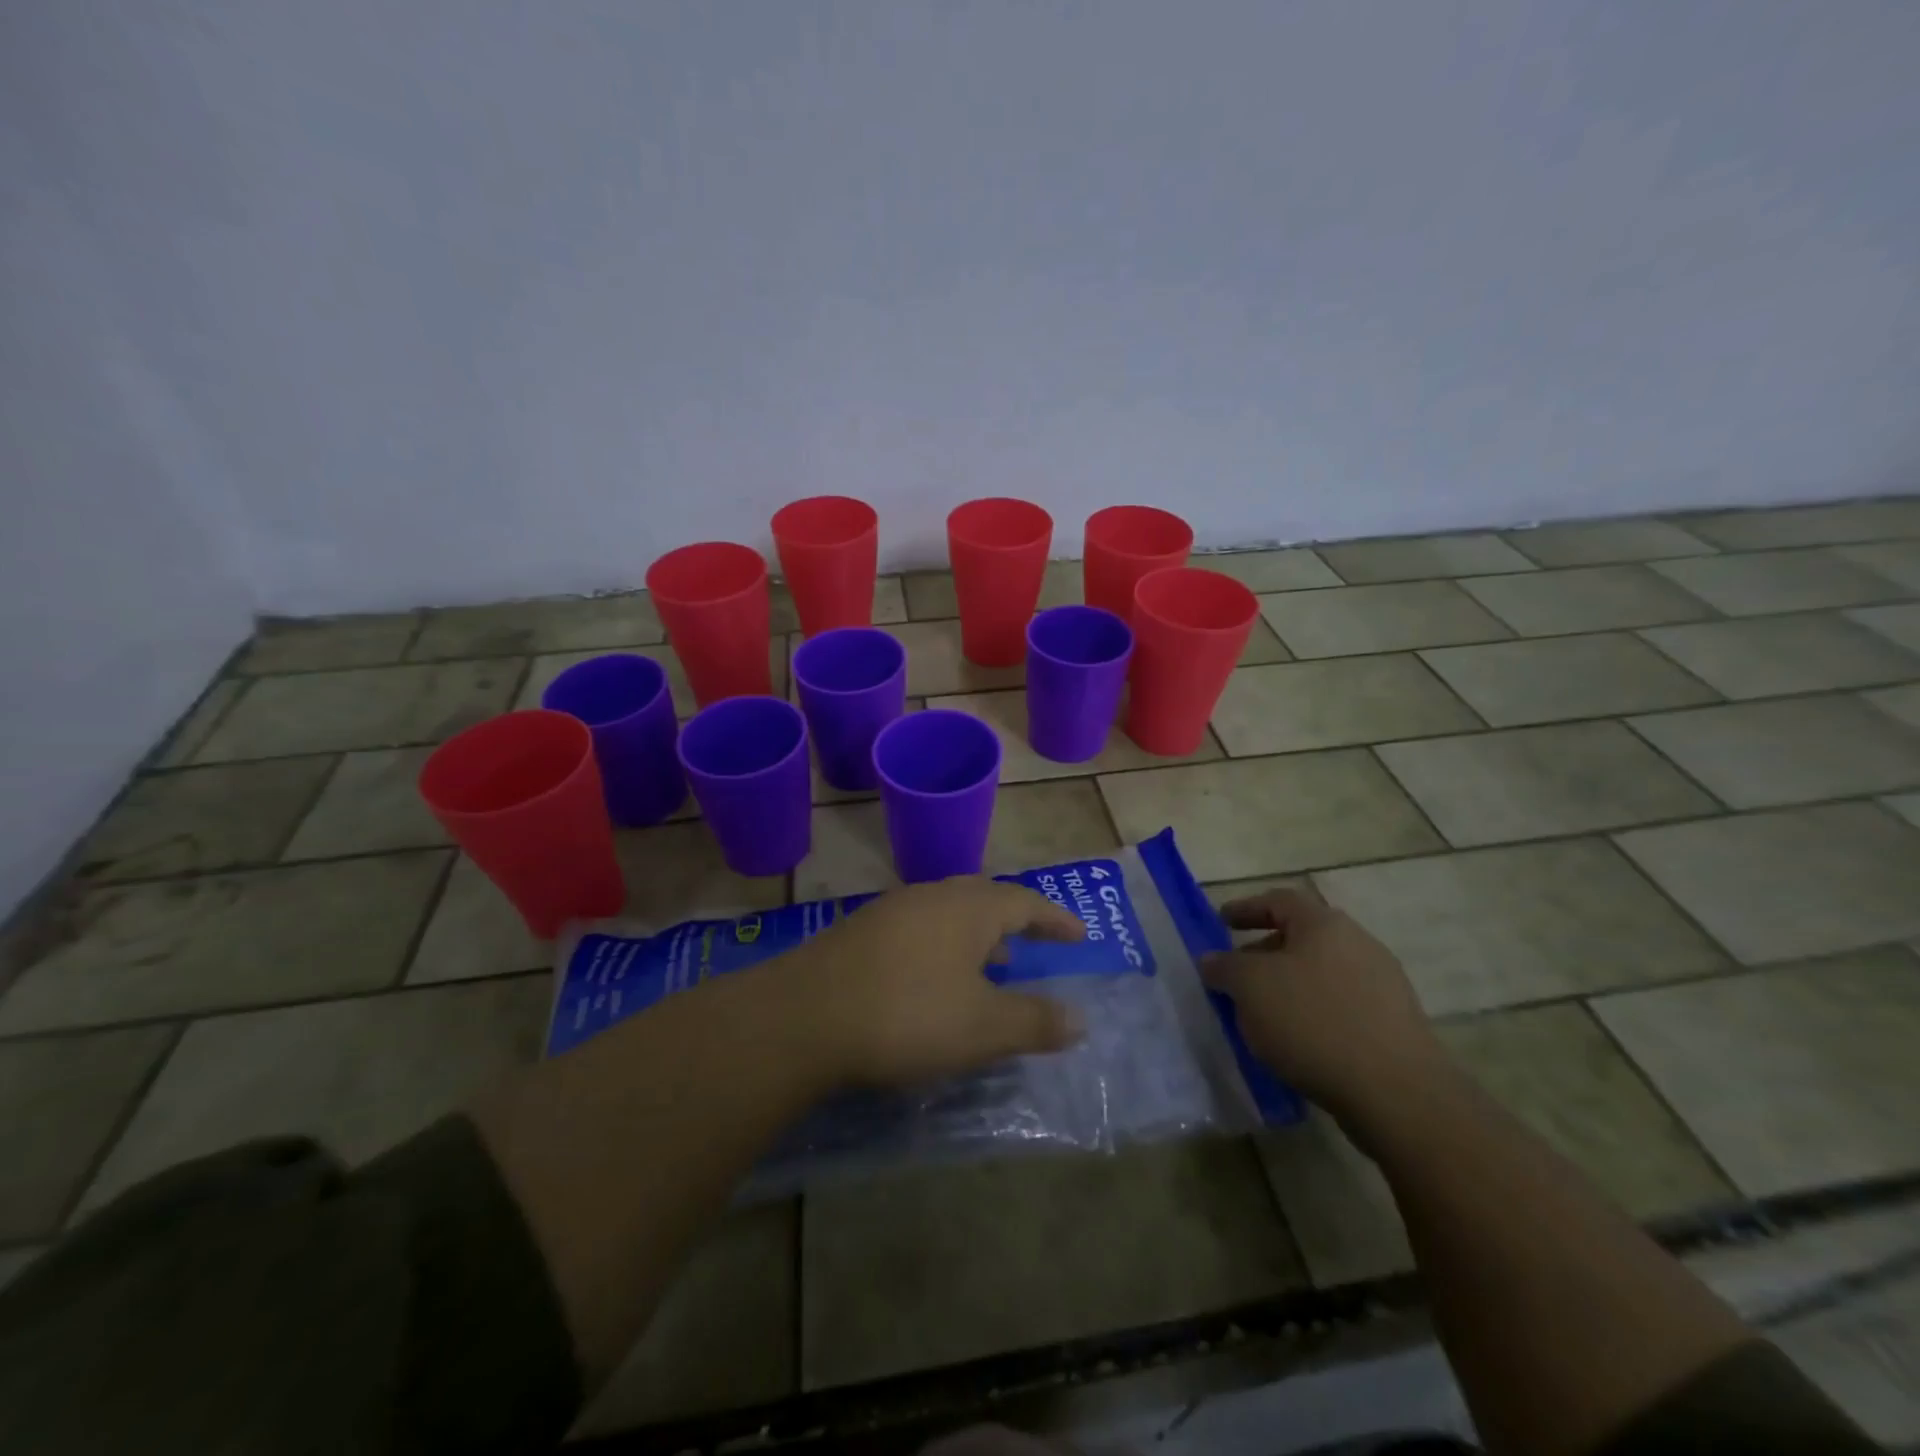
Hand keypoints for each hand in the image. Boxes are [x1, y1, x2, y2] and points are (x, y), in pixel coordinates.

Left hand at [787, 878, 1086, 1087]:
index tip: (1079, 935)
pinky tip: (931, 981)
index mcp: (969, 907)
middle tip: (1030, 945)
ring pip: (947, 913)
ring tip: (987, 966)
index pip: (1025, 901)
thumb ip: (1035, 1021)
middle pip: (984, 898)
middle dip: (1012, 922)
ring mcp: (892, 910)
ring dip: (974, 936)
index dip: (1055, 919)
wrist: (804, 1016)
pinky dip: (940, 948)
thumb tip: (1080, 1019)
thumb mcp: (983, 1027)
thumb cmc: (908, 1014)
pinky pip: (918, 930)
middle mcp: (932, 896)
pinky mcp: (860, 932)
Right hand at [1202, 888, 1446, 1122]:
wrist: (1397, 1093)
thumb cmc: (1313, 1022)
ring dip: (1287, 987)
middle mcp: (1358, 945)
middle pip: (1301, 937)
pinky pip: (1339, 1006)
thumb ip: (1224, 967)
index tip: (1220, 922)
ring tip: (1260, 1014)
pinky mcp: (1393, 1025)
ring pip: (1319, 974)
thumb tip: (1212, 960)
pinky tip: (1295, 1042)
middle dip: (1263, 953)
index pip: (1279, 901)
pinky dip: (1311, 1014)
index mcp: (1325, 925)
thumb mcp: (1250, 987)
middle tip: (1235, 975)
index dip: (1245, 908)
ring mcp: (1382, 985)